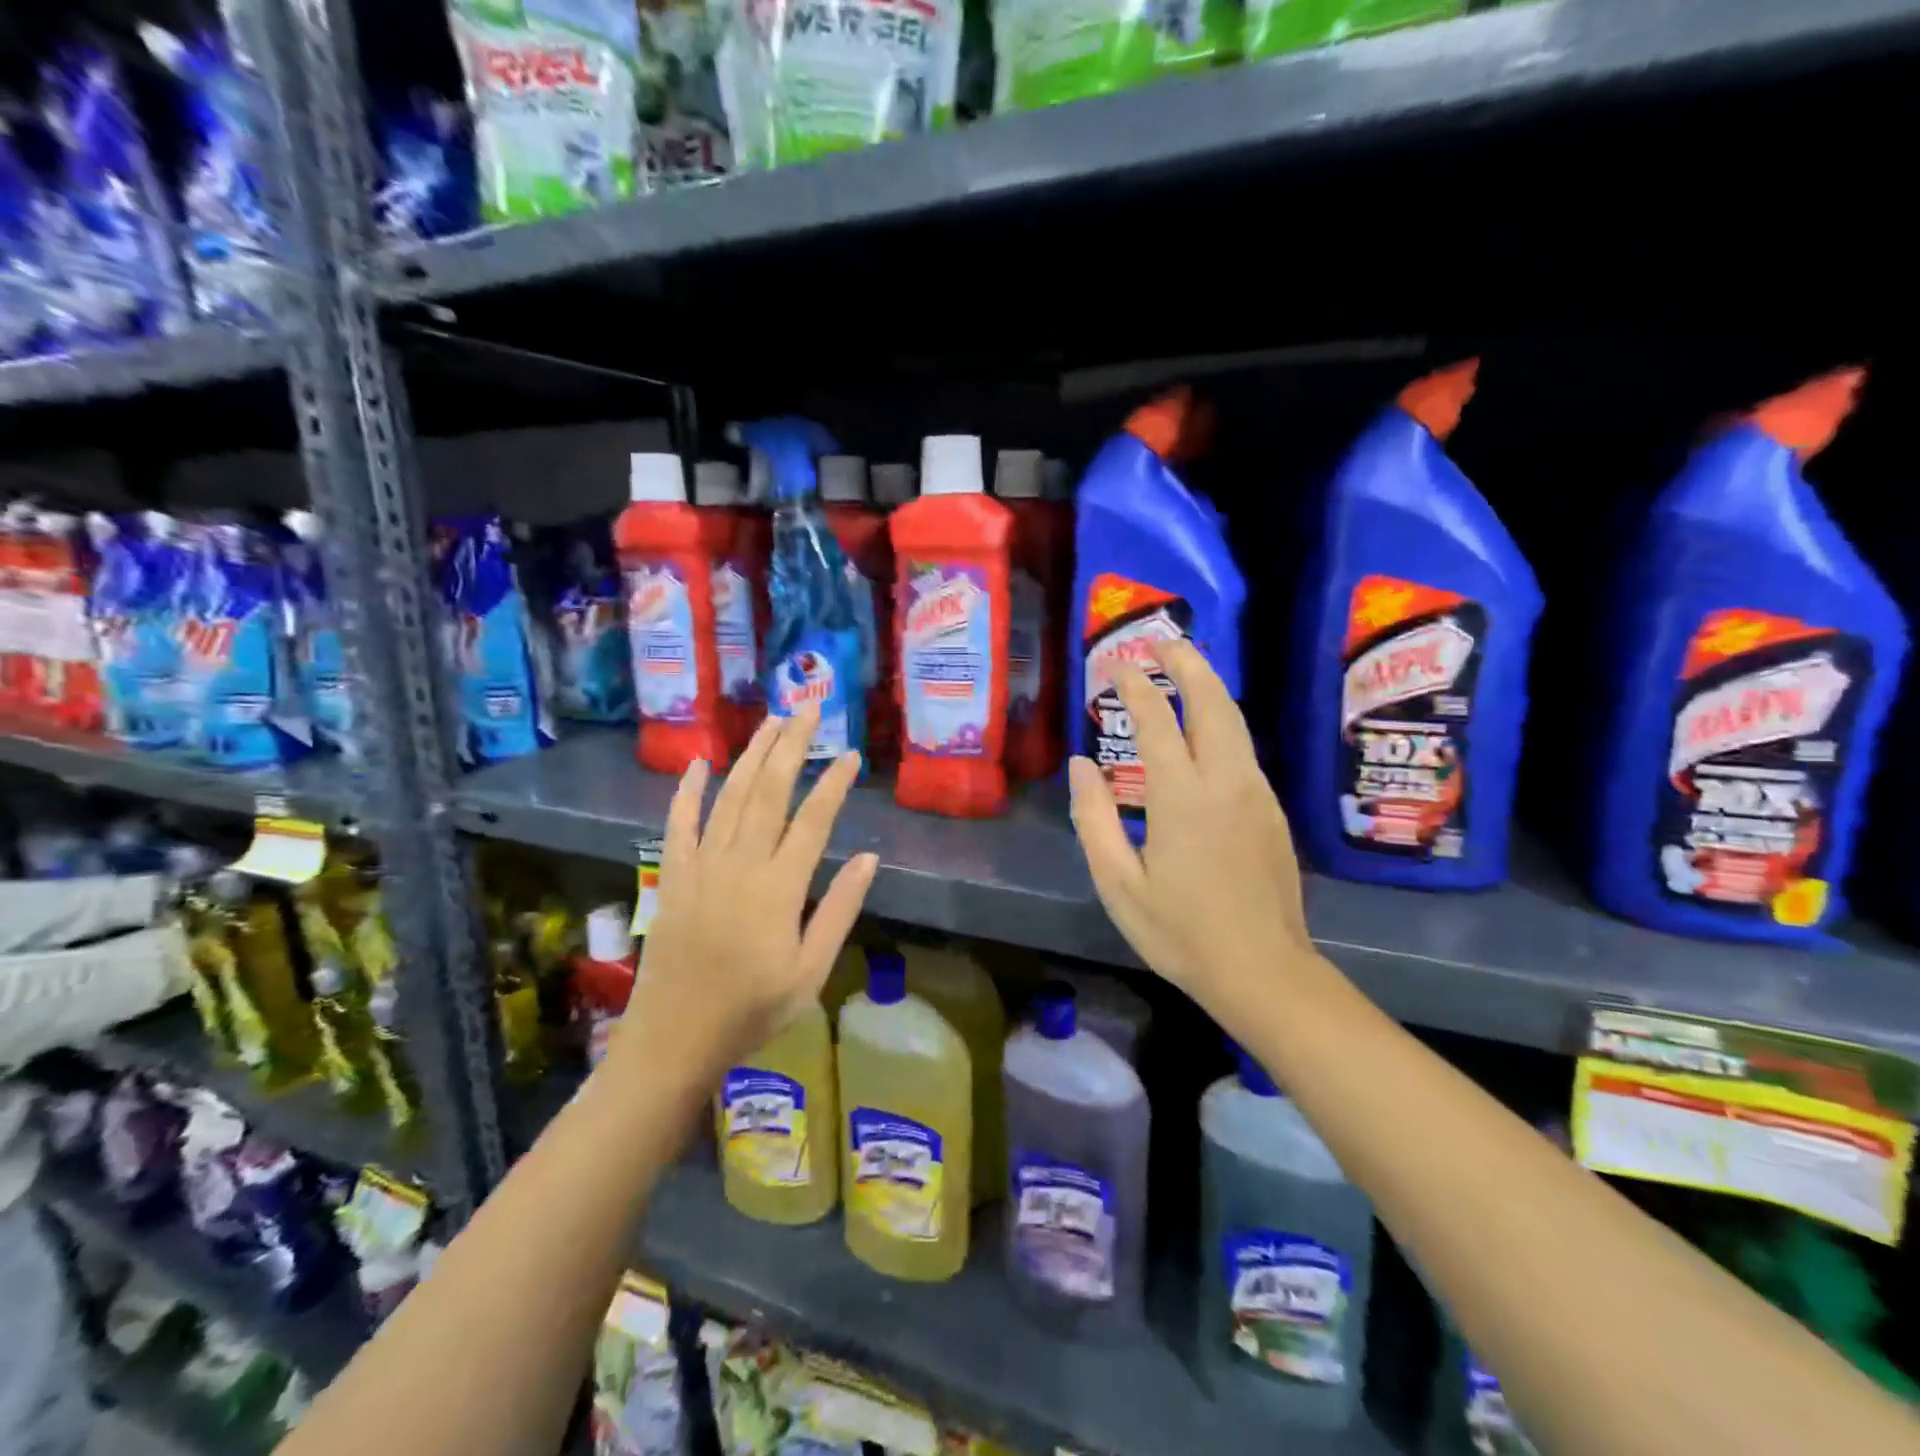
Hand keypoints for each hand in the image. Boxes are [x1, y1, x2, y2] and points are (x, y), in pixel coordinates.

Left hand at [612, 709, 879, 1077]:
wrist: (673, 1038)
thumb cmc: (751, 1010)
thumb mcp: (810, 971)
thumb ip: (839, 911)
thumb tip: (870, 859)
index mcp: (779, 888)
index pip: (813, 820)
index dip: (833, 784)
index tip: (851, 755)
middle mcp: (740, 865)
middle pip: (769, 792)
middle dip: (790, 747)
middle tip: (808, 710)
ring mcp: (701, 866)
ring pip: (729, 797)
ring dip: (751, 756)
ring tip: (771, 722)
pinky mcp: (674, 875)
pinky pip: (679, 823)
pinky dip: (688, 790)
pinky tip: (700, 762)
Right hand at [1067, 638, 1311, 1017]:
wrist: (1263, 971)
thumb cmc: (1180, 933)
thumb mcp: (1119, 883)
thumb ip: (1095, 819)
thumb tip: (1082, 766)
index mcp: (1183, 798)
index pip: (1157, 722)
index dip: (1135, 687)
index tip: (1117, 664)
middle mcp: (1226, 782)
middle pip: (1212, 704)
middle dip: (1187, 665)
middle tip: (1161, 643)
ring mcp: (1256, 794)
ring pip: (1235, 723)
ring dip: (1210, 688)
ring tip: (1185, 669)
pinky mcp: (1272, 811)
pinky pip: (1244, 750)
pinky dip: (1222, 722)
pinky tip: (1205, 730)